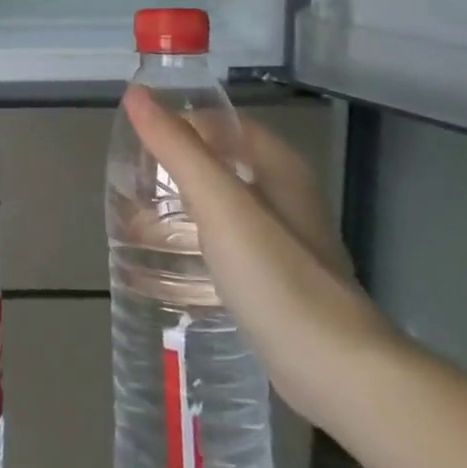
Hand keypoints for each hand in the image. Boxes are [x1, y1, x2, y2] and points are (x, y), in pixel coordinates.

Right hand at [122, 88, 398, 428]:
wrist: (337, 373)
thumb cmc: (277, 276)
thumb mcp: (220, 204)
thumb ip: (178, 148)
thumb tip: (136, 94)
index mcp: (278, 166)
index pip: (219, 122)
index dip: (176, 125)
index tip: (134, 147)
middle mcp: (285, 195)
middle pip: (218, 162)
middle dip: (172, 168)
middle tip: (129, 186)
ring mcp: (283, 240)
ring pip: (220, 205)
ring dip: (180, 207)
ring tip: (136, 223)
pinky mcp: (276, 280)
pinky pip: (225, 245)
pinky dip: (194, 242)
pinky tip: (169, 263)